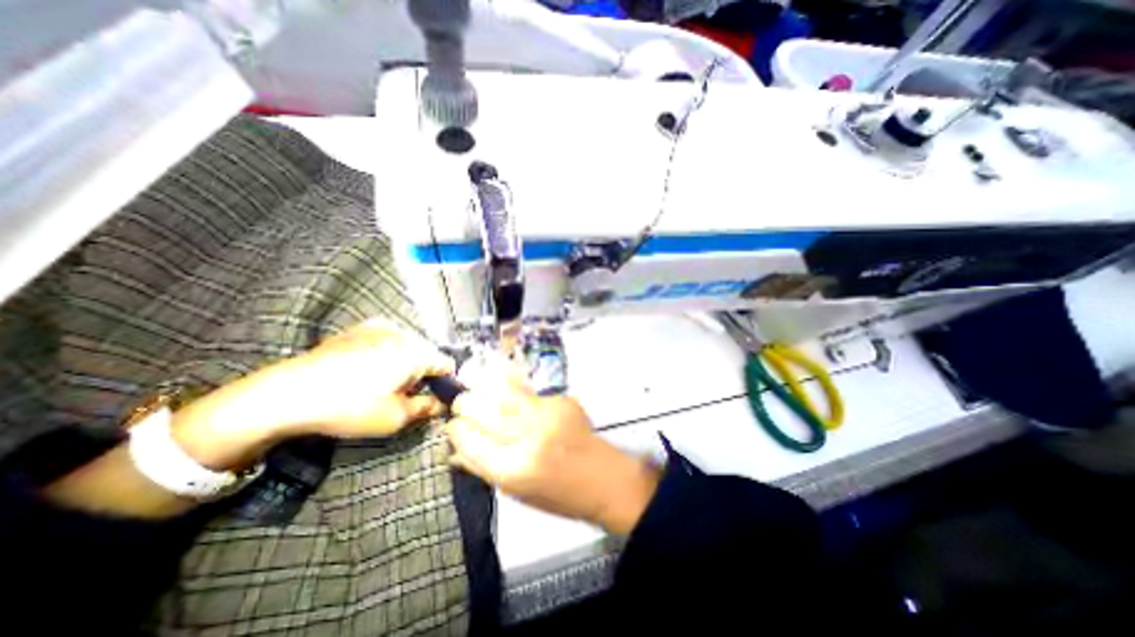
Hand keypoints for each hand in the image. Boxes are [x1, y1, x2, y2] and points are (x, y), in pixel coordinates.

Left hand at [170, 320, 451, 470]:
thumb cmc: (349, 407)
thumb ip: (426, 408)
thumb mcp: (395, 417)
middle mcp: (404, 334)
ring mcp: (380, 328)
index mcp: (417, 353)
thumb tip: (442, 405)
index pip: (447, 365)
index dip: (446, 383)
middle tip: (407, 395)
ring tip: (386, 382)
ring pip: (407, 345)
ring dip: (405, 362)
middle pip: (427, 354)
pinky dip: (386, 350)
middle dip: (423, 373)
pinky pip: (386, 338)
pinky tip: (370, 365)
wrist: (289, 393)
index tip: (435, 398)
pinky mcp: (358, 328)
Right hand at [443, 356, 657, 534]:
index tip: (454, 425)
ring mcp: (546, 416)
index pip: (469, 440)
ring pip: (502, 393)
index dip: (456, 430)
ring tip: (478, 392)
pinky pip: (525, 390)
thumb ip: (484, 468)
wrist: (602, 479)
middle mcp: (527, 439)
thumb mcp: (516, 493)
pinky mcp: (560, 402)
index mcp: (512, 470)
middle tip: (462, 405)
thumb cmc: (557, 494)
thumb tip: (453, 450)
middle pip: (482, 410)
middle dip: (465, 404)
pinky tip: (505, 388)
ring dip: (484, 390)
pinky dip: (509, 387)